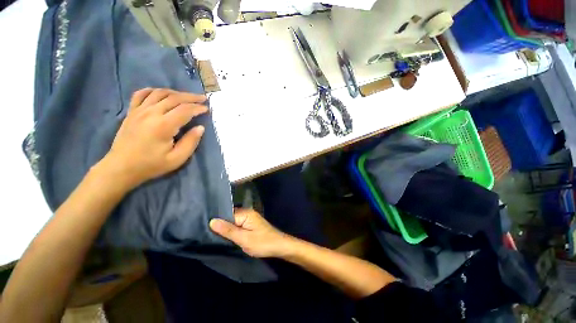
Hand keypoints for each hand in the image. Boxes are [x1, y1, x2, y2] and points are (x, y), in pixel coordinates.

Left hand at [101, 88, 207, 189]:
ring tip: (186, 96)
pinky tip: (161, 93)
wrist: (121, 167)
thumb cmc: (151, 165)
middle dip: (191, 97)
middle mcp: (151, 113)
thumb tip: (200, 128)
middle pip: (174, 98)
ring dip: (176, 92)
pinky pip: (141, 94)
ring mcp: (139, 111)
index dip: (198, 108)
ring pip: (160, 93)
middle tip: (203, 98)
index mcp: (163, 126)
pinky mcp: (131, 112)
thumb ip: (191, 142)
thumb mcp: (177, 159)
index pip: (185, 110)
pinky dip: (153, 90)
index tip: (207, 109)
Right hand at [210, 209, 290, 257]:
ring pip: (234, 222)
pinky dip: (233, 231)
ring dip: (227, 230)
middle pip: (230, 217)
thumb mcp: (243, 238)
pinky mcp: (251, 225)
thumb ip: (228, 230)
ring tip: (214, 237)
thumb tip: (212, 221)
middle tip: (207, 235)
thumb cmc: (262, 243)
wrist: (279, 246)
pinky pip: (239, 226)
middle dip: (221, 226)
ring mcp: (250, 219)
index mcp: (246, 213)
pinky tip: (228, 237)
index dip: (217, 222)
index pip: (227, 214)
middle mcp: (248, 213)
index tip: (205, 229)